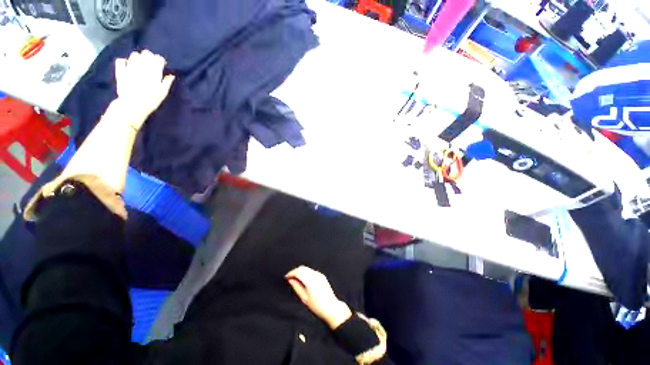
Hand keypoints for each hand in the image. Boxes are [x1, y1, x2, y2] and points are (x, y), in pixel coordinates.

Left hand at [114, 50, 174, 127]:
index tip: (162, 65)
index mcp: (154, 71)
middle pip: (146, 53)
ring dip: (138, 57)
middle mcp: (142, 66)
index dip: (161, 61)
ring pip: (134, 55)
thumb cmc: (151, 100)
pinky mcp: (121, 71)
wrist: (133, 106)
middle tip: (151, 63)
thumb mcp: (163, 92)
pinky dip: (124, 61)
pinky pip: (121, 61)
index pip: (158, 58)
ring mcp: (130, 68)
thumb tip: (171, 75)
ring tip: (140, 63)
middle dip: (149, 56)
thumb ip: (167, 82)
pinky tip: (127, 64)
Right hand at [286, 266, 352, 328]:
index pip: (299, 272)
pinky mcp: (322, 276)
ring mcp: (320, 274)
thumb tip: (290, 280)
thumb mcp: (305, 299)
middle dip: (295, 271)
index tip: (286, 277)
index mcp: (311, 281)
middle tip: (289, 277)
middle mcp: (316, 275)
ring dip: (300, 271)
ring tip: (295, 278)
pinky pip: (311, 271)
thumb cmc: (317, 306)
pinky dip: (305, 272)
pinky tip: (303, 278)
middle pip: (303, 268)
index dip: (291, 273)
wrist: (332, 307)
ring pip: (307, 268)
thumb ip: (297, 287)